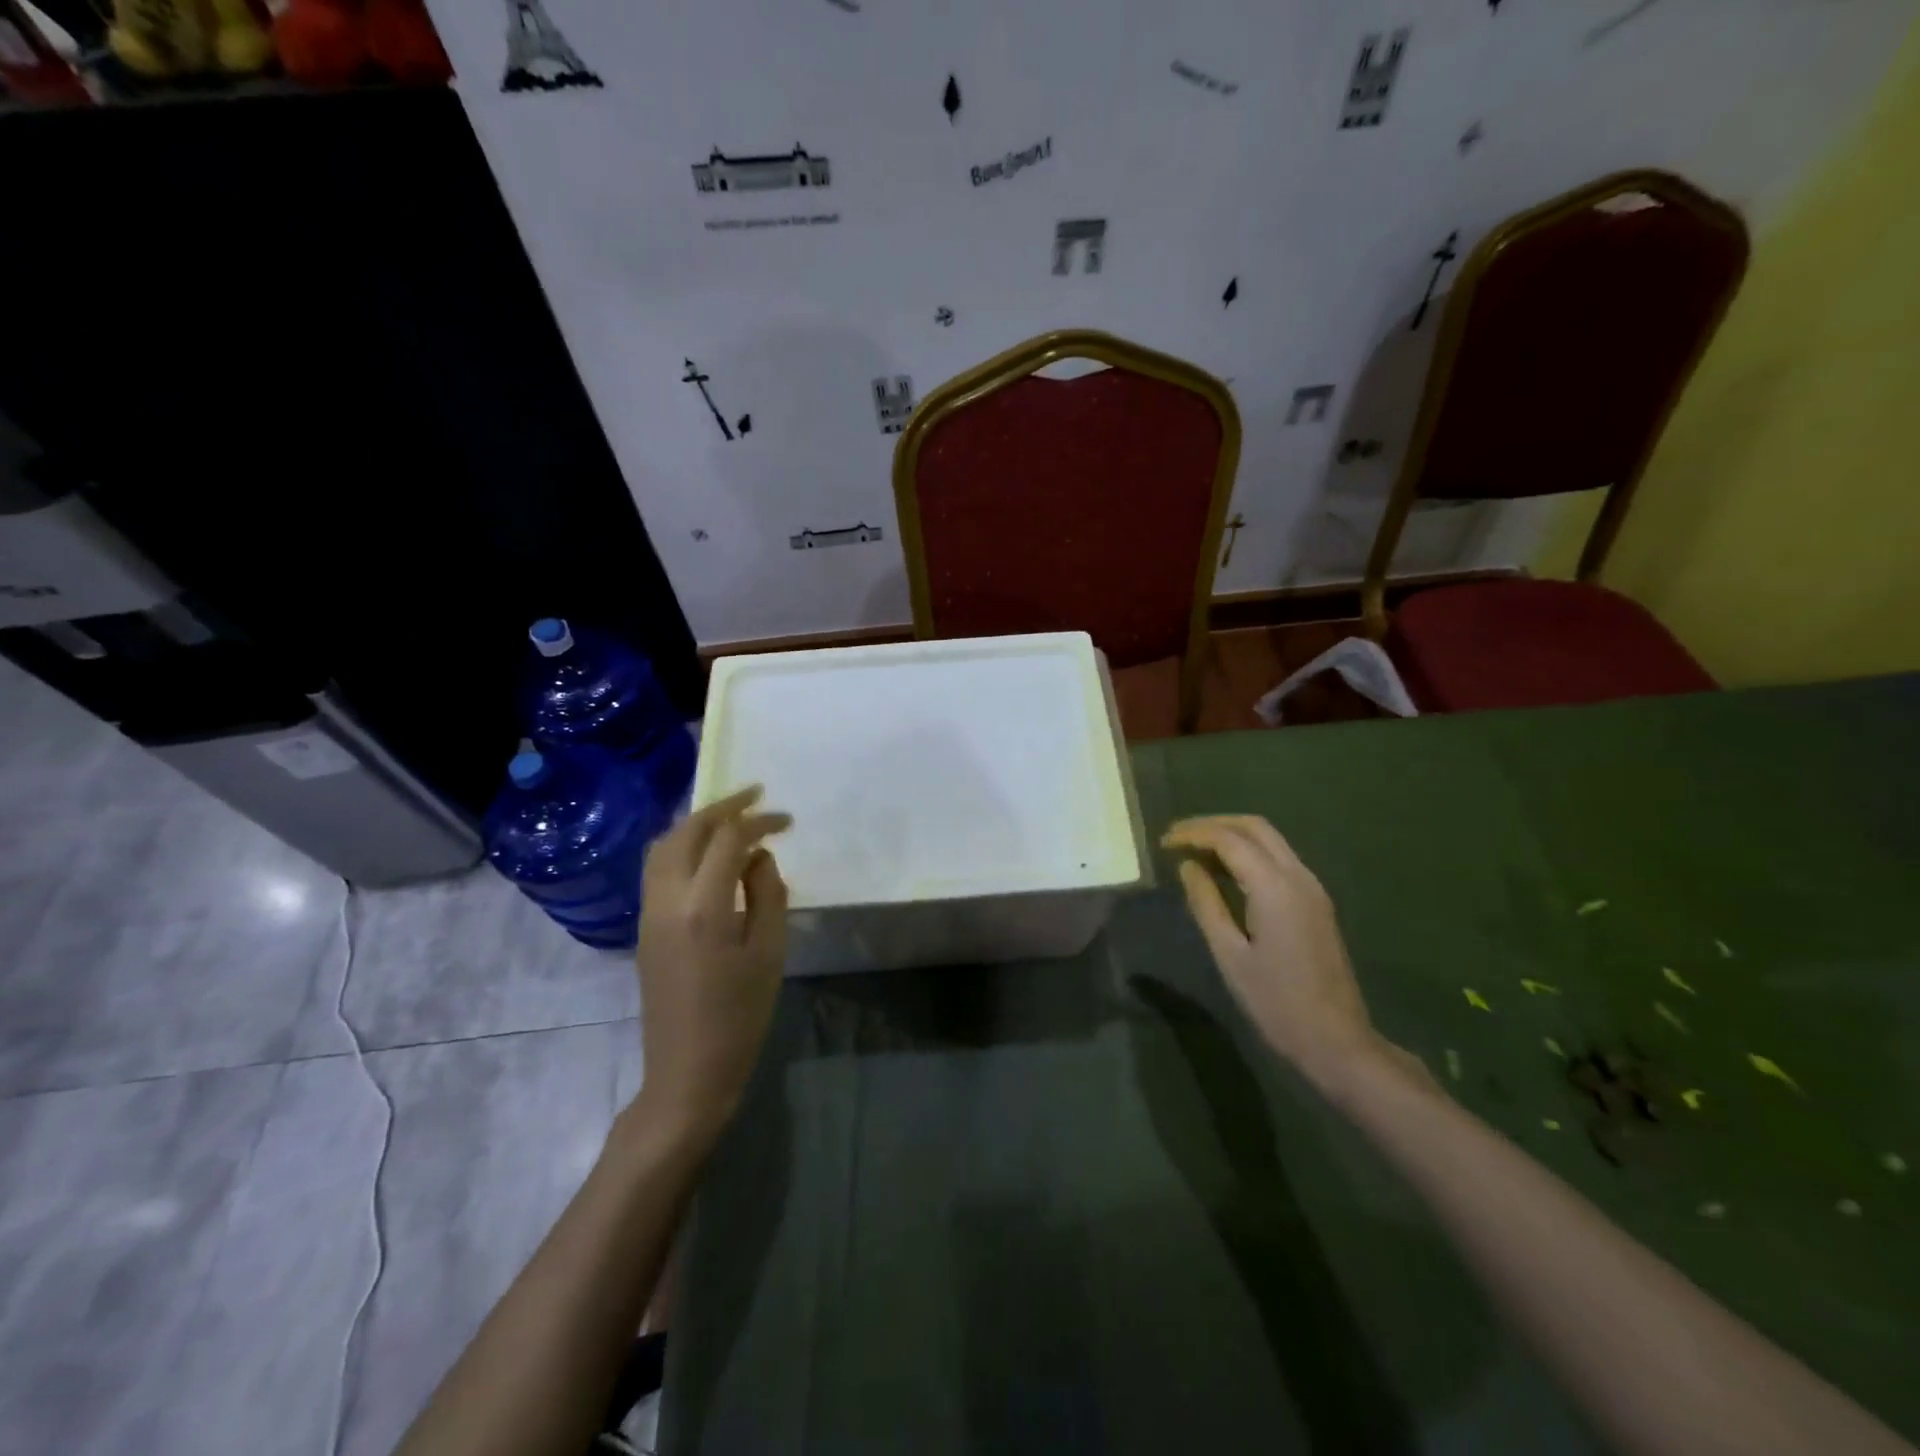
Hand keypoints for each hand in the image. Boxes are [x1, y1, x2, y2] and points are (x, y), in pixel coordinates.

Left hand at [634, 786, 791, 1145]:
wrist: (688, 1071)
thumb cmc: (741, 1014)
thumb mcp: (770, 951)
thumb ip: (768, 893)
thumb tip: (759, 857)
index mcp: (703, 906)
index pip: (727, 840)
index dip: (759, 821)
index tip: (787, 820)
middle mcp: (667, 899)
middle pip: (687, 832)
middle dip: (722, 808)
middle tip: (756, 797)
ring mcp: (648, 912)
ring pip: (663, 846)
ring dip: (697, 824)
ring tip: (731, 818)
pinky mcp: (644, 926)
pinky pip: (657, 868)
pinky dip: (682, 846)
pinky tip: (708, 853)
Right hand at [1162, 815, 1423, 1093]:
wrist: (1335, 1040)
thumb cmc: (1275, 1001)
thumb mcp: (1229, 954)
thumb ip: (1206, 903)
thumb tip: (1187, 866)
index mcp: (1275, 887)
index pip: (1229, 839)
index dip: (1193, 835)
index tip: (1163, 843)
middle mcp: (1298, 876)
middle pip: (1254, 827)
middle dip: (1213, 824)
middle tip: (1178, 837)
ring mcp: (1312, 888)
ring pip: (1270, 840)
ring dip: (1232, 836)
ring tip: (1195, 851)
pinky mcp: (1316, 902)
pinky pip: (1279, 859)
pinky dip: (1249, 853)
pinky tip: (1225, 872)